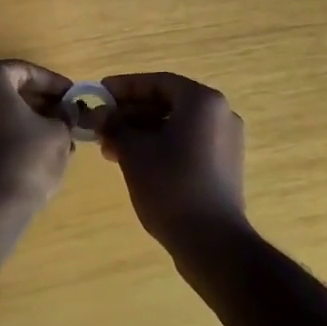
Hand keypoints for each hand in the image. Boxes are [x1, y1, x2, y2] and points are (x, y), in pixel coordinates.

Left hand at [0, 60, 74, 211]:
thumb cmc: (26, 157)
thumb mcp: (57, 132)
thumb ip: (64, 116)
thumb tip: (67, 114)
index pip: (26, 71)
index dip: (53, 83)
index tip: (73, 97)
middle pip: (9, 90)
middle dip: (40, 102)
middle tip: (65, 116)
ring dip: (27, 121)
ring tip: (56, 137)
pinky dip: (10, 136)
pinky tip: (35, 153)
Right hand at [99, 71, 247, 256]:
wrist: (213, 243)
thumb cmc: (171, 186)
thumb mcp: (134, 151)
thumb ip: (115, 126)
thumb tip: (100, 114)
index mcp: (202, 101)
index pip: (158, 82)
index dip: (125, 87)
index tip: (100, 94)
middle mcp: (220, 114)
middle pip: (168, 102)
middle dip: (131, 113)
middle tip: (102, 124)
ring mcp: (226, 141)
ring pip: (176, 125)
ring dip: (142, 131)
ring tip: (111, 148)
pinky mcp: (225, 165)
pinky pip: (188, 143)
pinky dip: (161, 145)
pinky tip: (134, 161)